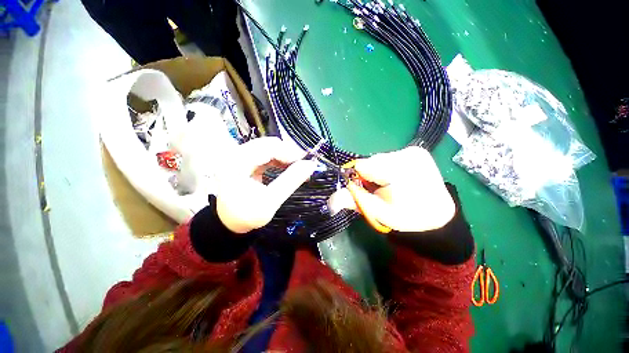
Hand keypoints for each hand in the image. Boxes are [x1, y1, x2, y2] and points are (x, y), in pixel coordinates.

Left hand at [214, 137, 316, 233]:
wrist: (229, 222)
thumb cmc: (247, 215)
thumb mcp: (271, 201)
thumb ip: (291, 181)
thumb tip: (311, 164)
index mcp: (236, 163)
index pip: (268, 147)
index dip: (289, 152)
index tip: (306, 162)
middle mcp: (235, 154)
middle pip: (268, 144)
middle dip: (288, 153)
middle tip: (302, 165)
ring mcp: (238, 155)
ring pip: (268, 147)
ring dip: (284, 156)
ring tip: (297, 167)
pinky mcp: (243, 159)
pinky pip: (264, 153)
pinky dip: (278, 159)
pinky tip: (286, 168)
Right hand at [329, 146, 454, 231]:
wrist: (437, 214)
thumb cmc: (407, 216)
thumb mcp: (378, 211)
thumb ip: (354, 201)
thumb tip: (330, 201)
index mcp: (399, 170)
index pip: (362, 166)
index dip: (359, 179)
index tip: (366, 190)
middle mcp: (407, 154)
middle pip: (371, 161)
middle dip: (370, 176)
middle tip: (381, 190)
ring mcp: (414, 150)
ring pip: (380, 159)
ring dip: (379, 171)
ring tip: (391, 184)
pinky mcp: (417, 150)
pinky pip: (390, 157)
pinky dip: (389, 167)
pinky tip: (398, 177)